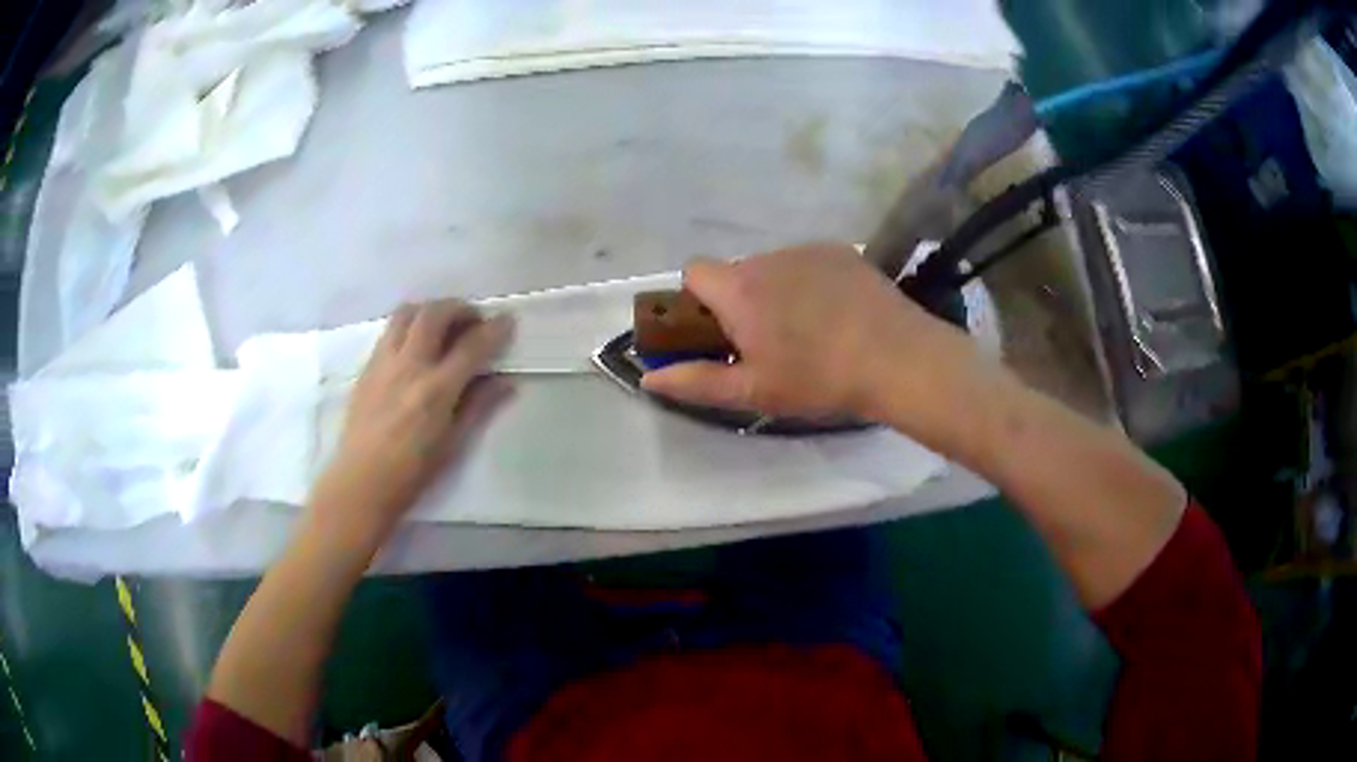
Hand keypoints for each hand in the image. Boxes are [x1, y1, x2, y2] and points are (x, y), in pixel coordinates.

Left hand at [310, 300, 514, 543]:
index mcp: (436, 390)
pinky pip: (389, 330)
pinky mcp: (367, 367)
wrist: (361, 482)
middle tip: (473, 321)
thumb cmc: (412, 472)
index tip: (507, 320)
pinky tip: (416, 345)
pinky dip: (409, 325)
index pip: (471, 346)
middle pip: (435, 314)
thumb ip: (479, 406)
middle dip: (460, 308)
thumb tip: (505, 381)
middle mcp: (409, 366)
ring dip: (431, 310)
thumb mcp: (453, 444)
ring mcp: (384, 362)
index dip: (494, 329)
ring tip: (442, 325)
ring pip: (407, 312)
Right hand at [641, 243, 979, 429]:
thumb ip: (696, 381)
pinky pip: (809, 262)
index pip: (693, 270)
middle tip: (769, 342)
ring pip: (775, 267)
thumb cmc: (818, 379)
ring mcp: (808, 249)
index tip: (718, 331)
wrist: (898, 358)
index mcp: (739, 289)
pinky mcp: (842, 251)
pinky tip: (838, 314)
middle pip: (737, 271)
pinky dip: (810, 282)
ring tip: (811, 330)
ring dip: (777, 291)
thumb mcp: (753, 391)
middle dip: (741, 300)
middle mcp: (767, 258)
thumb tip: (648, 377)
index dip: (697, 299)